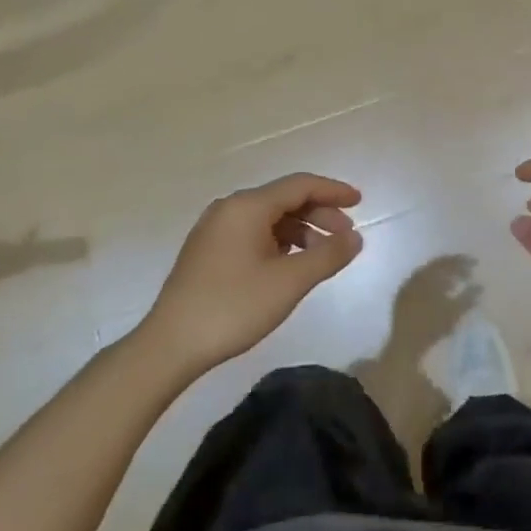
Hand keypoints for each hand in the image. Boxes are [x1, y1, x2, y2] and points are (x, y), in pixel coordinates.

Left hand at [142, 173, 364, 370]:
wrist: (170, 345)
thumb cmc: (233, 307)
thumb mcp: (289, 282)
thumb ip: (327, 255)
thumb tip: (355, 237)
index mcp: (248, 206)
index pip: (300, 185)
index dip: (333, 190)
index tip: (360, 202)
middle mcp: (230, 208)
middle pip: (284, 199)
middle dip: (320, 214)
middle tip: (346, 237)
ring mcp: (215, 229)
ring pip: (269, 218)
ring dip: (301, 231)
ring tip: (322, 256)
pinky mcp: (208, 250)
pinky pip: (253, 233)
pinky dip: (279, 242)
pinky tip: (291, 264)